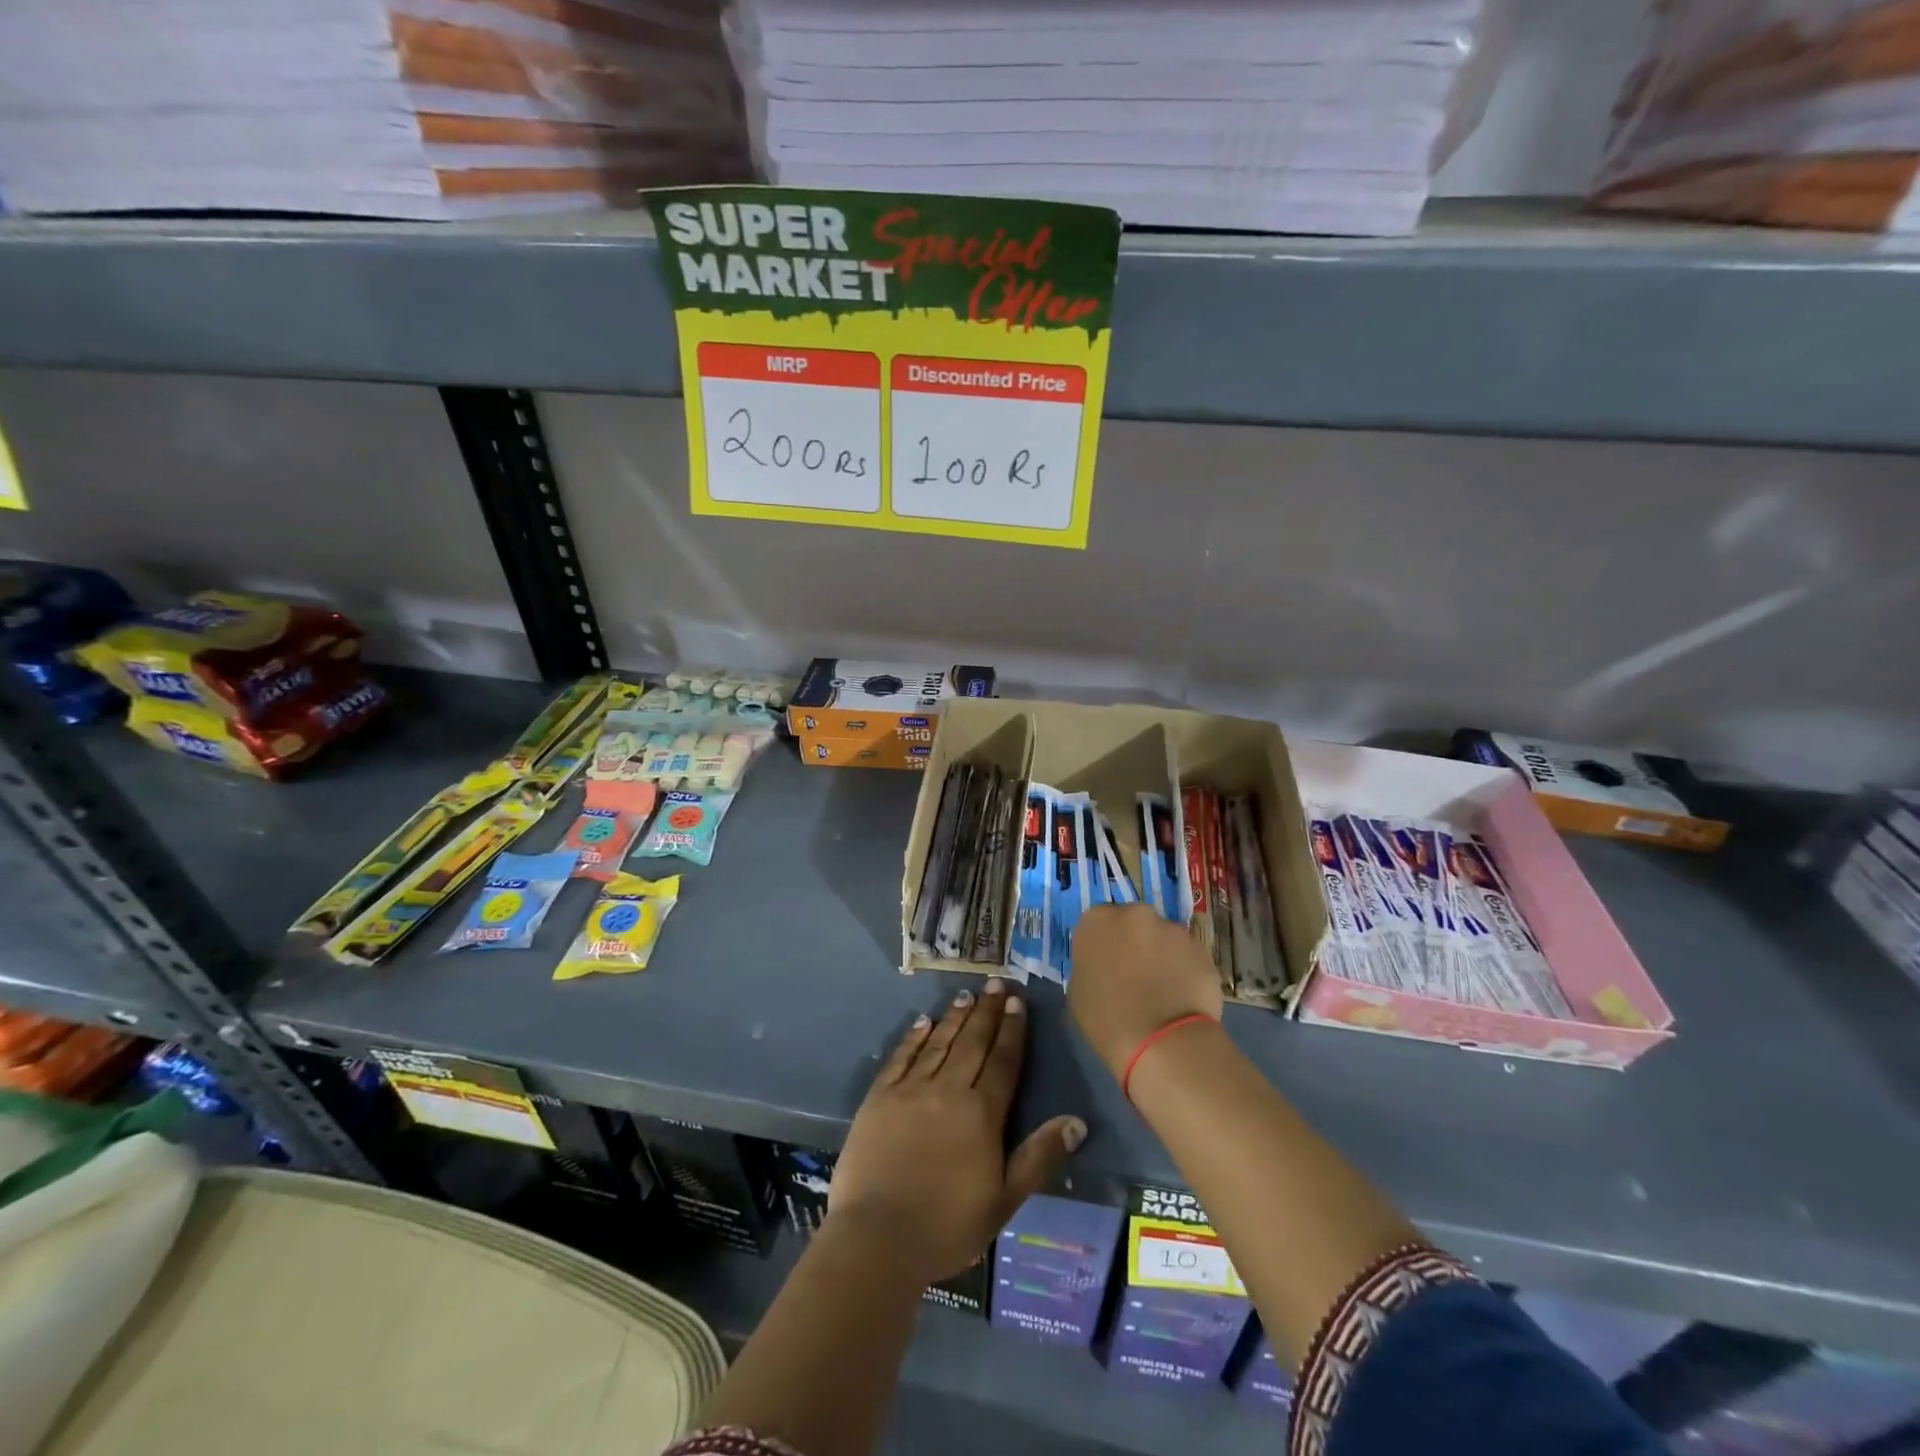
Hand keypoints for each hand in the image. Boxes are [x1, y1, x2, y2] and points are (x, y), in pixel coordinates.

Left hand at [829, 979, 1086, 1286]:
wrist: (877, 1238)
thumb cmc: (947, 1226)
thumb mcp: (1004, 1200)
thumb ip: (1039, 1157)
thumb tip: (1077, 1121)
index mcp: (981, 1113)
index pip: (1003, 1061)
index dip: (1012, 1030)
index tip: (1018, 1002)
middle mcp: (948, 1089)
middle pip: (972, 1042)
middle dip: (987, 1011)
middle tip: (996, 983)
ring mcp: (910, 1089)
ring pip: (939, 1042)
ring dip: (955, 1017)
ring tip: (967, 995)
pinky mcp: (880, 1096)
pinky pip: (901, 1056)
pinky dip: (914, 1036)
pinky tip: (923, 1021)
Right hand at [1069, 904, 1223, 1080]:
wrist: (1162, 1042)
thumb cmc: (1107, 1020)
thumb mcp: (1078, 990)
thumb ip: (1090, 965)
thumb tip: (1105, 966)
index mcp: (1098, 921)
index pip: (1097, 923)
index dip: (1103, 945)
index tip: (1105, 966)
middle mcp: (1136, 915)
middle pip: (1133, 923)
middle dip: (1133, 943)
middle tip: (1133, 976)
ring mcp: (1173, 930)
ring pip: (1163, 938)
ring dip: (1161, 956)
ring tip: (1162, 992)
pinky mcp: (1202, 950)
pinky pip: (1187, 958)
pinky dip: (1184, 972)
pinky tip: (1181, 999)